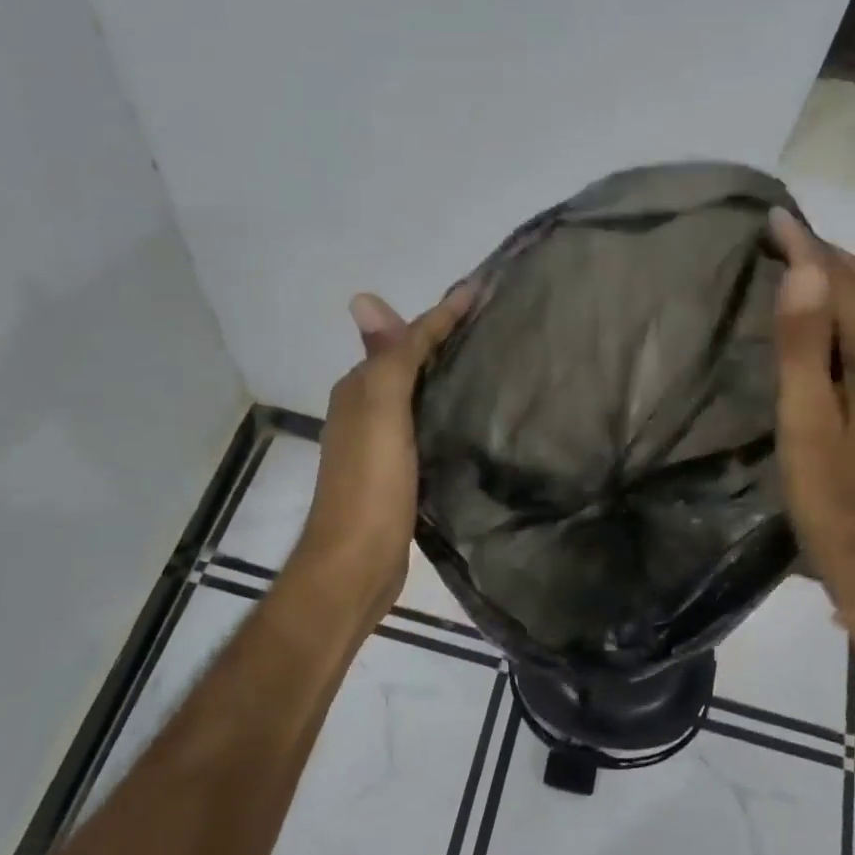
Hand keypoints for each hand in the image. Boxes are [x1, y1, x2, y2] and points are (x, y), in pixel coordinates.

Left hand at [290, 282, 475, 627]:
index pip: (405, 339)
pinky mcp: (401, 474)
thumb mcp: (380, 411)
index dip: (442, 314)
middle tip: (496, 325)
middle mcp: (366, 410)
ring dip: (446, 376)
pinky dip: (446, 412)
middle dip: (445, 340)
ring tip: (493, 364)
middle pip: (410, 363)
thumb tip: (365, 297)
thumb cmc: (371, 483)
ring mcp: (382, 445)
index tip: (484, 290)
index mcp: (359, 389)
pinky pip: (426, 427)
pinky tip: (473, 417)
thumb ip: (385, 358)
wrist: (358, 564)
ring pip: (419, 396)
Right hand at [769, 209, 854, 602]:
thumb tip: (803, 272)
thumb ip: (804, 345)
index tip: (774, 217)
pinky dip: (843, 308)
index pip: (847, 284)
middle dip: (825, 254)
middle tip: (777, 234)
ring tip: (791, 262)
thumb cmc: (827, 488)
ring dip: (834, 278)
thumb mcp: (806, 419)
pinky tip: (816, 313)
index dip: (810, 248)